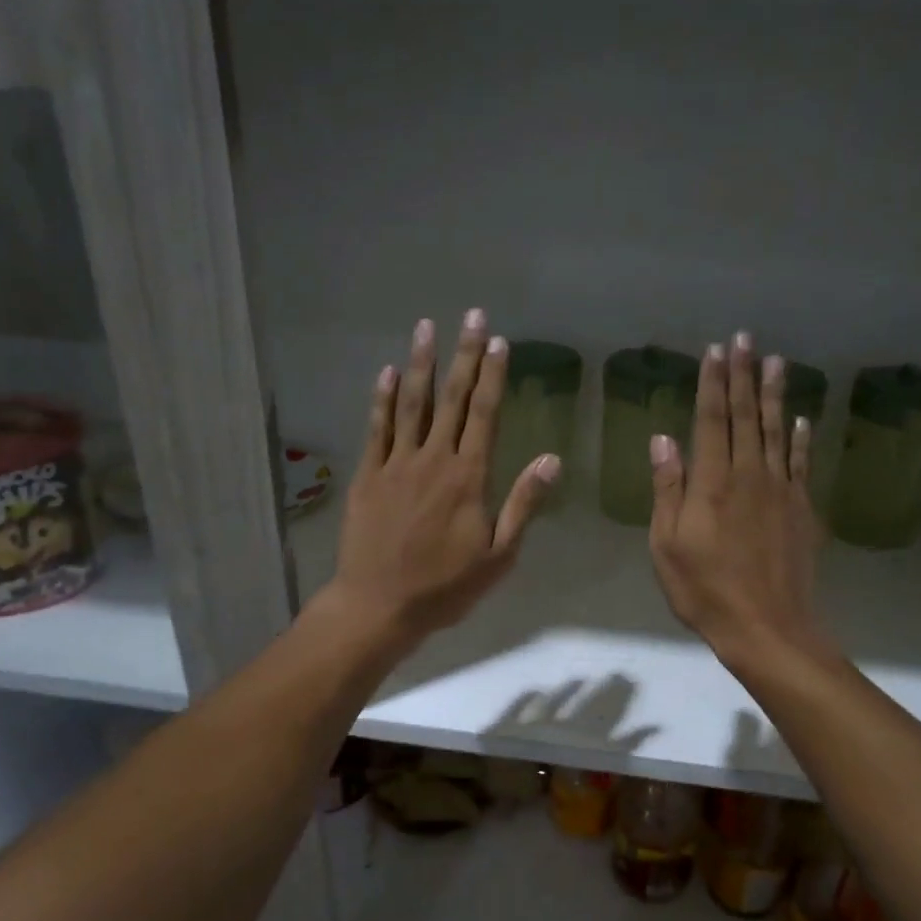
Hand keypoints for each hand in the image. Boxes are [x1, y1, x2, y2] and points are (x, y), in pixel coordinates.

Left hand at [321, 309, 559, 654]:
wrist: (380, 604)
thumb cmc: (445, 586)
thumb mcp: (499, 555)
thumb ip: (524, 503)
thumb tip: (552, 459)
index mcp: (469, 477)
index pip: (484, 414)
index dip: (492, 376)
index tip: (498, 341)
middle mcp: (433, 460)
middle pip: (451, 399)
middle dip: (463, 355)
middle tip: (471, 315)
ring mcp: (396, 464)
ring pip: (411, 404)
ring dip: (421, 363)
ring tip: (426, 327)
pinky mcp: (368, 476)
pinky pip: (377, 428)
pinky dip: (383, 399)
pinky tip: (387, 372)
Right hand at [649, 332, 827, 664]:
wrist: (766, 626)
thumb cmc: (704, 590)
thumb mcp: (667, 545)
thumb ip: (668, 489)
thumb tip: (663, 439)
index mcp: (712, 484)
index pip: (712, 421)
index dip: (712, 384)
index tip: (714, 351)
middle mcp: (749, 476)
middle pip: (747, 417)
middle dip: (743, 376)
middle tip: (745, 338)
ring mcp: (781, 491)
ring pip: (778, 432)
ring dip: (775, 395)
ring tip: (775, 361)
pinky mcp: (802, 510)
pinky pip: (801, 463)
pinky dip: (801, 439)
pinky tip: (802, 419)